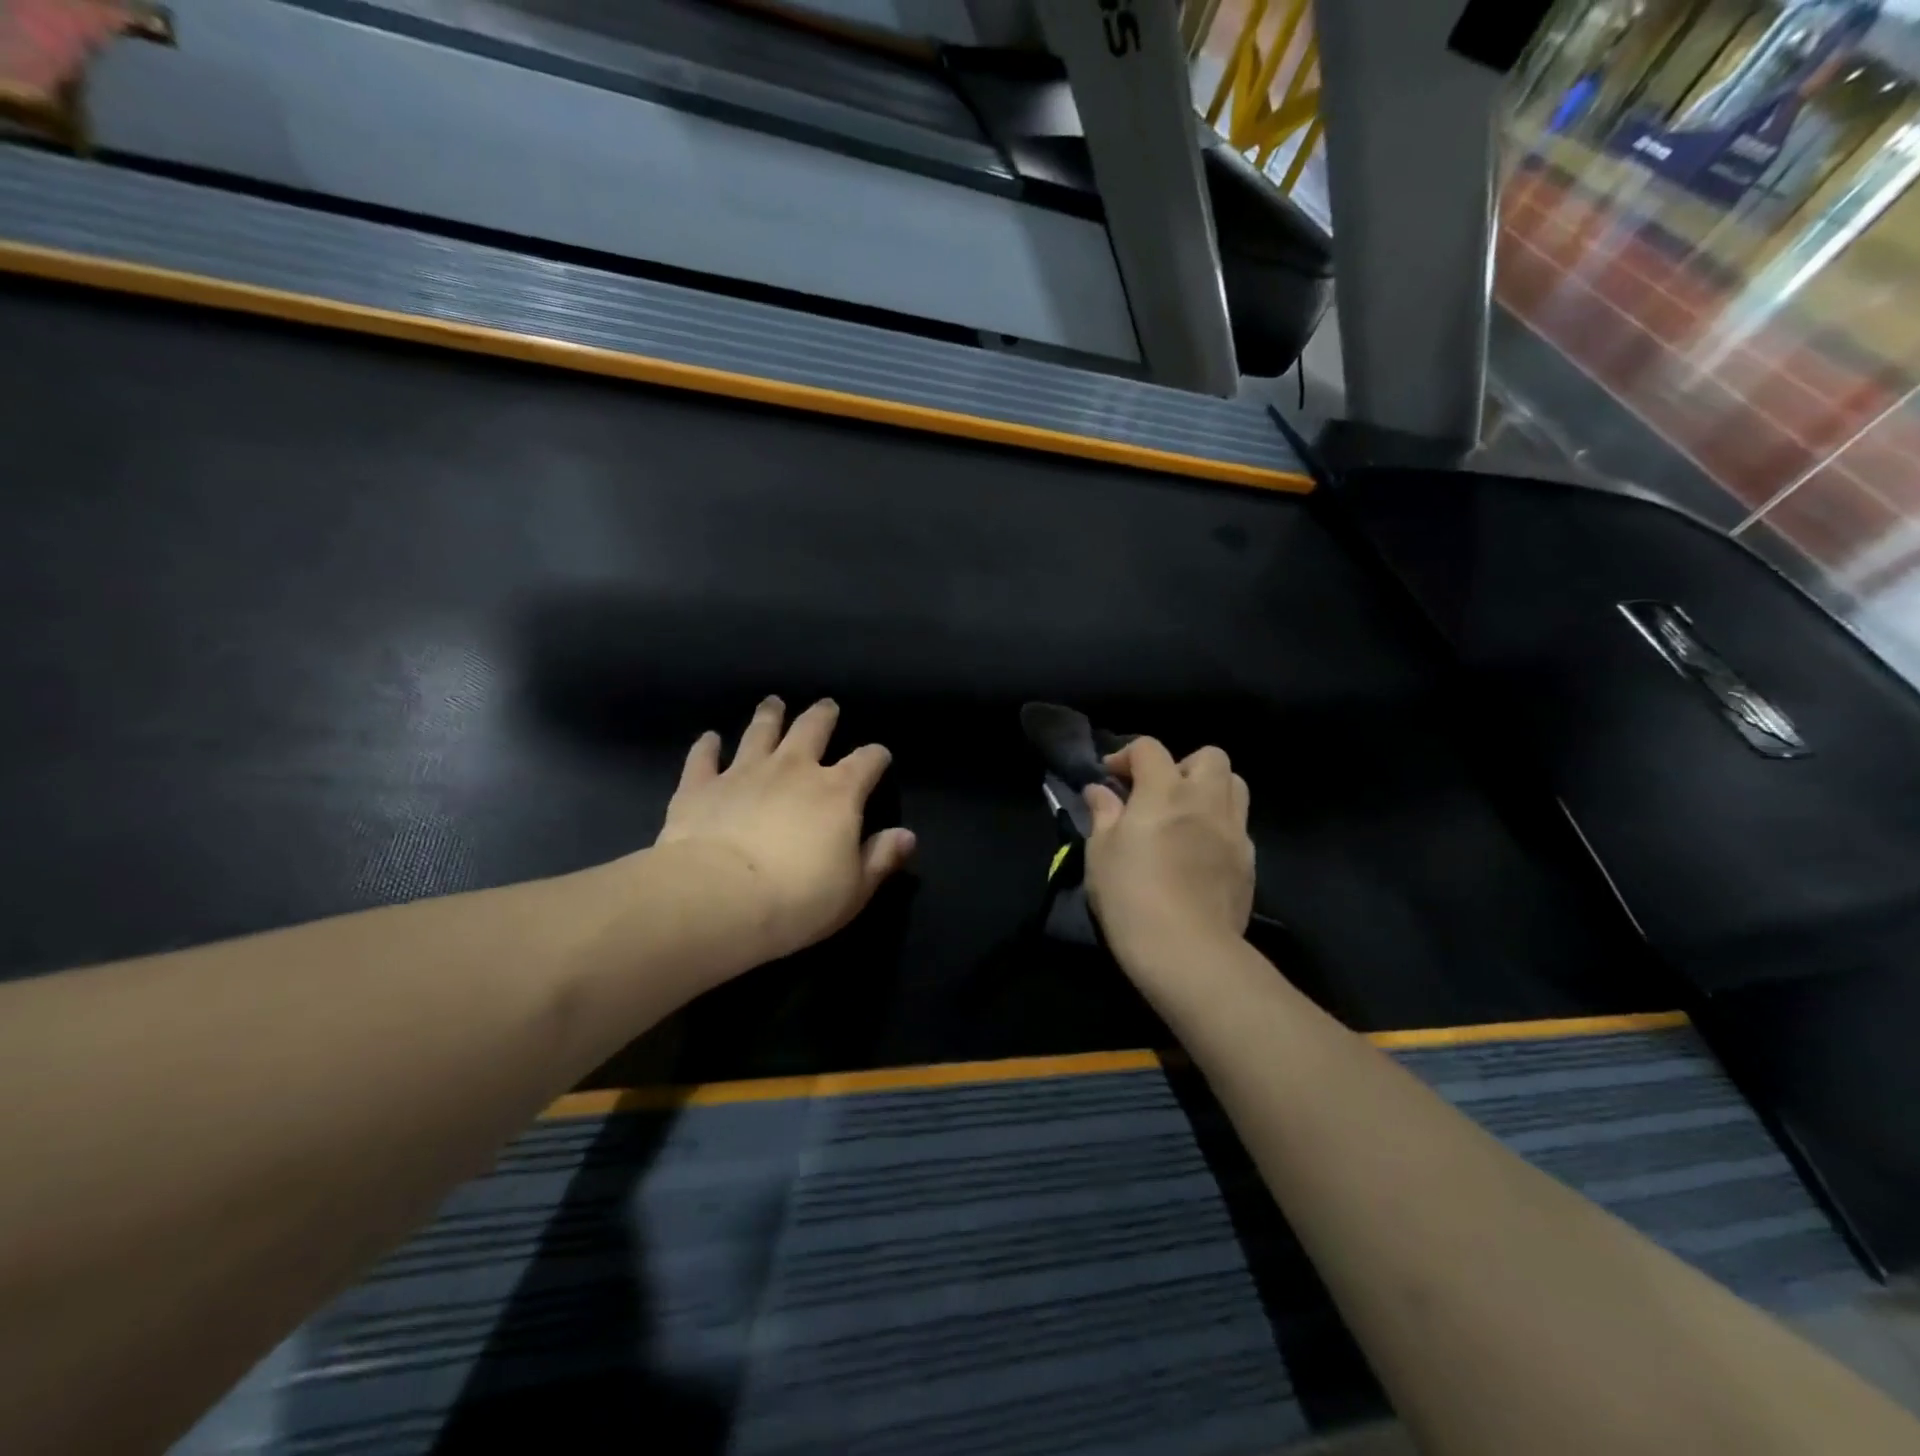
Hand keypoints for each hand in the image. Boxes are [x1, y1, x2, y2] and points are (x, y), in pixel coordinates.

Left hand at [653, 696, 915, 967]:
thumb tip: (907, 836)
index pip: (867, 761)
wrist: (718, 898)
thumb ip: (881, 858)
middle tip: (826, 706)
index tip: (879, 757)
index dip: (876, 756)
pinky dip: (707, 746)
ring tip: (773, 703)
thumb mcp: (854, 890)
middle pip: (812, 728)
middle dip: (823, 716)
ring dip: (769, 716)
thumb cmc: (798, 899)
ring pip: (760, 732)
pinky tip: (709, 738)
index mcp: (837, 792)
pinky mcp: (701, 786)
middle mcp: (793, 769)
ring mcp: (744, 772)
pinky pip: (704, 757)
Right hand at [1083, 738, 1253, 968]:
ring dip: (1210, 789)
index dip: (1126, 755)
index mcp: (1165, 791)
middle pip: (1209, 756)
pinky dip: (1220, 825)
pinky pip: (1239, 826)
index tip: (1110, 777)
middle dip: (1182, 764)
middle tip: (1158, 793)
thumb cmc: (1131, 896)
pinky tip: (1200, 852)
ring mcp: (1234, 830)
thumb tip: (1099, 791)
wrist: (1187, 950)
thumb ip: (1103, 814)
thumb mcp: (1100, 852)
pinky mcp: (1249, 861)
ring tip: (1185, 816)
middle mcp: (1206, 800)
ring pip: (1234, 785)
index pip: (1150, 748)